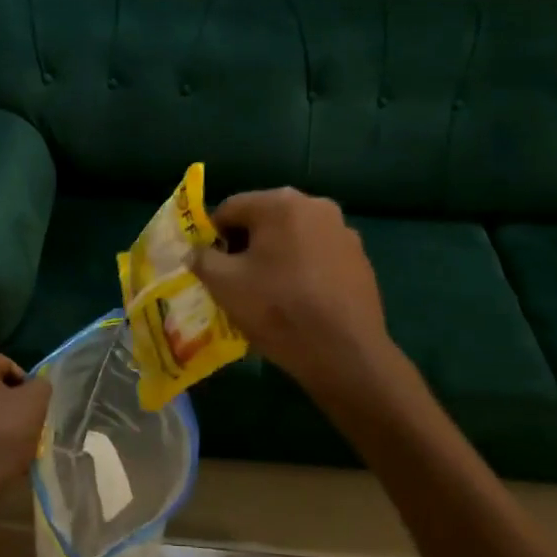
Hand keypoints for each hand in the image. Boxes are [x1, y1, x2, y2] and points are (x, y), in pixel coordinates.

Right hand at [190, 188, 394, 394]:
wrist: (345, 353)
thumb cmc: (277, 309)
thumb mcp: (224, 285)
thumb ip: (202, 259)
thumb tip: (196, 251)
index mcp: (280, 203)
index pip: (230, 208)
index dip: (212, 236)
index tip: (209, 266)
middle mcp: (316, 205)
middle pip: (264, 219)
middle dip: (245, 244)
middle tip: (235, 280)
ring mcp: (343, 231)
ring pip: (293, 237)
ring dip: (275, 256)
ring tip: (267, 292)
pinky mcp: (360, 259)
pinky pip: (318, 255)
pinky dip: (302, 268)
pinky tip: (299, 300)